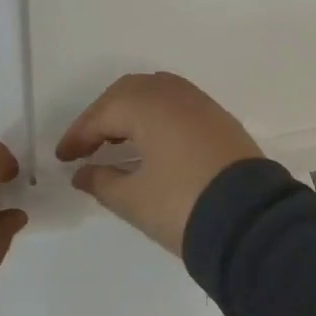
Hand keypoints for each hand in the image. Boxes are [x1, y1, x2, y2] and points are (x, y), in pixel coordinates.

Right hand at [56, 72, 262, 254]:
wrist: (253, 222)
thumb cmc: (182, 206)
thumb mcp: (133, 200)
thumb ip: (102, 182)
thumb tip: (82, 173)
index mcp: (147, 104)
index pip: (102, 114)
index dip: (78, 136)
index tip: (63, 158)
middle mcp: (173, 93)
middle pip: (128, 93)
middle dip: (103, 117)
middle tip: (87, 146)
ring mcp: (201, 103)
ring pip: (155, 94)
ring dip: (131, 114)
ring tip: (116, 143)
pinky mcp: (219, 119)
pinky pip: (176, 106)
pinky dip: (156, 118)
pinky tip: (151, 143)